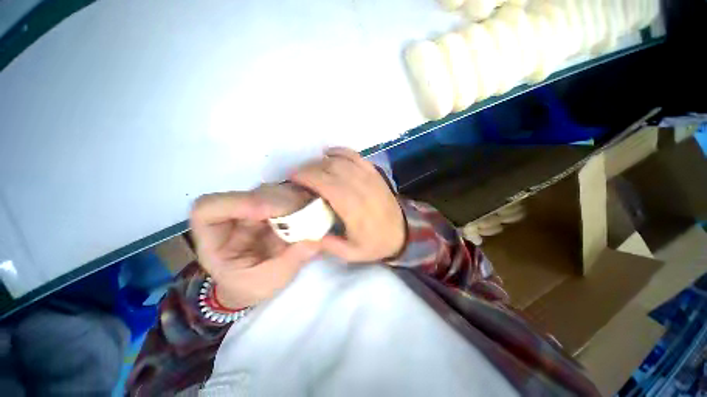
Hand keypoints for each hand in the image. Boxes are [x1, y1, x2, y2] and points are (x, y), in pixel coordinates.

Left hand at [189, 184, 319, 308]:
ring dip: (292, 200)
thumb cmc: (251, 286)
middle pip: (248, 195)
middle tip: (300, 213)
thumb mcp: (266, 283)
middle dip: (276, 202)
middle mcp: (233, 217)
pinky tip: (310, 211)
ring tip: (309, 214)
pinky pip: (286, 196)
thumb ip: (288, 263)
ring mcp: (253, 210)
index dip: (235, 203)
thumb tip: (314, 241)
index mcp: (215, 238)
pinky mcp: (272, 208)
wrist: (255, 283)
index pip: (208, 208)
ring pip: (270, 191)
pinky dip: (300, 201)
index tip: (265, 212)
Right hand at [291, 147, 404, 262]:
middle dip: (309, 168)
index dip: (307, 177)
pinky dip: (340, 152)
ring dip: (321, 161)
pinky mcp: (374, 173)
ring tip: (311, 169)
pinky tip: (329, 155)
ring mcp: (369, 177)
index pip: (326, 184)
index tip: (292, 179)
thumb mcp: (351, 254)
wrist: (403, 233)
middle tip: (297, 175)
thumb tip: (305, 233)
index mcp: (353, 208)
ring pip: (340, 160)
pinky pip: (355, 156)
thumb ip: (328, 245)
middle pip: (330, 168)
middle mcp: (360, 188)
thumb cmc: (376, 243)